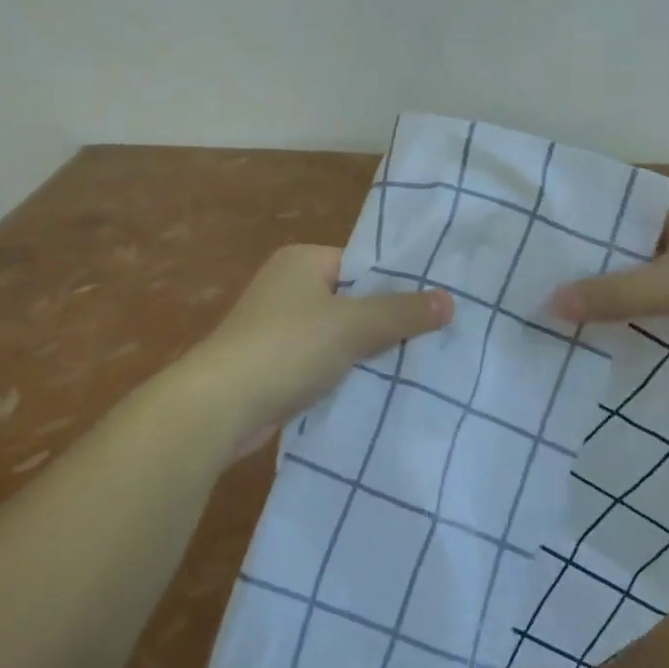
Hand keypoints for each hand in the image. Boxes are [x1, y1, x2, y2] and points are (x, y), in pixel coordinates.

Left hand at [184, 245, 453, 440]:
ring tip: (411, 368)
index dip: (395, 285)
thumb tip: (450, 300)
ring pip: (335, 334)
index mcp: (301, 261)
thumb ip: (401, 313)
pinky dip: (340, 373)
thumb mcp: (352, 326)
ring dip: (363, 352)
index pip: (360, 264)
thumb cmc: (287, 348)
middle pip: (350, 299)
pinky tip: (371, 390)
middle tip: (430, 340)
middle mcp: (286, 285)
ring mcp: (275, 326)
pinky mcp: (271, 363)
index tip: (432, 308)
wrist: (219, 406)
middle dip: (383, 322)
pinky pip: (319, 360)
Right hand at [551, 180, 668, 332]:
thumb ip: (614, 296)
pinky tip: (629, 316)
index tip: (526, 249)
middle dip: (586, 258)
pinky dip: (649, 292)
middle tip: (539, 284)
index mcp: (667, 197)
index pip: (599, 203)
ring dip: (617, 278)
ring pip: (646, 256)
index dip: (564, 225)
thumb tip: (548, 303)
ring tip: (571, 304)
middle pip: (619, 232)